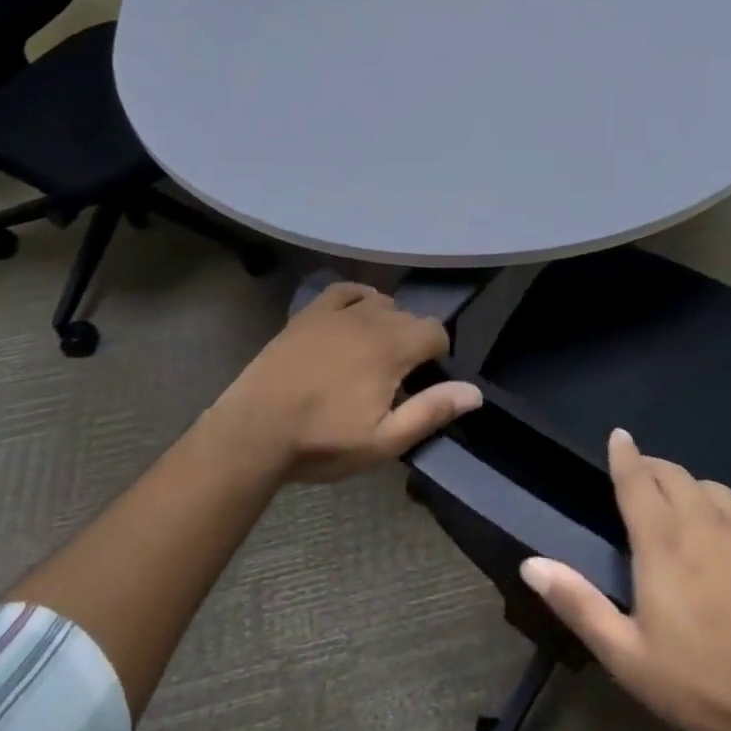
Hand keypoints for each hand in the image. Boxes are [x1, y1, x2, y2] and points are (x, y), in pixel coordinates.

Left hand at [215, 282, 479, 482]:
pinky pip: (345, 290)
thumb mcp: (383, 440)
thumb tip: (475, 392)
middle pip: (408, 316)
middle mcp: (370, 319)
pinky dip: (358, 298)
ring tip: (373, 354)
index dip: (437, 354)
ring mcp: (337, 312)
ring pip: (380, 303)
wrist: (255, 430)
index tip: (422, 381)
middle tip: (396, 379)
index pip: (435, 331)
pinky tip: (355, 315)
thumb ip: (431, 411)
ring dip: (387, 322)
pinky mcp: (309, 313)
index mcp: (392, 348)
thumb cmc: (323, 440)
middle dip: (412, 341)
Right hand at [521, 429, 730, 730]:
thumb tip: (530, 563)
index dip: (624, 453)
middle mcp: (703, 519)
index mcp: (662, 541)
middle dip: (653, 471)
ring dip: (693, 492)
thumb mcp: (631, 658)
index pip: (635, 478)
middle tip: (645, 485)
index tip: (618, 435)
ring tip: (689, 515)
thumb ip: (579, 605)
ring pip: (711, 487)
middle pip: (672, 474)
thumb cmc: (707, 686)